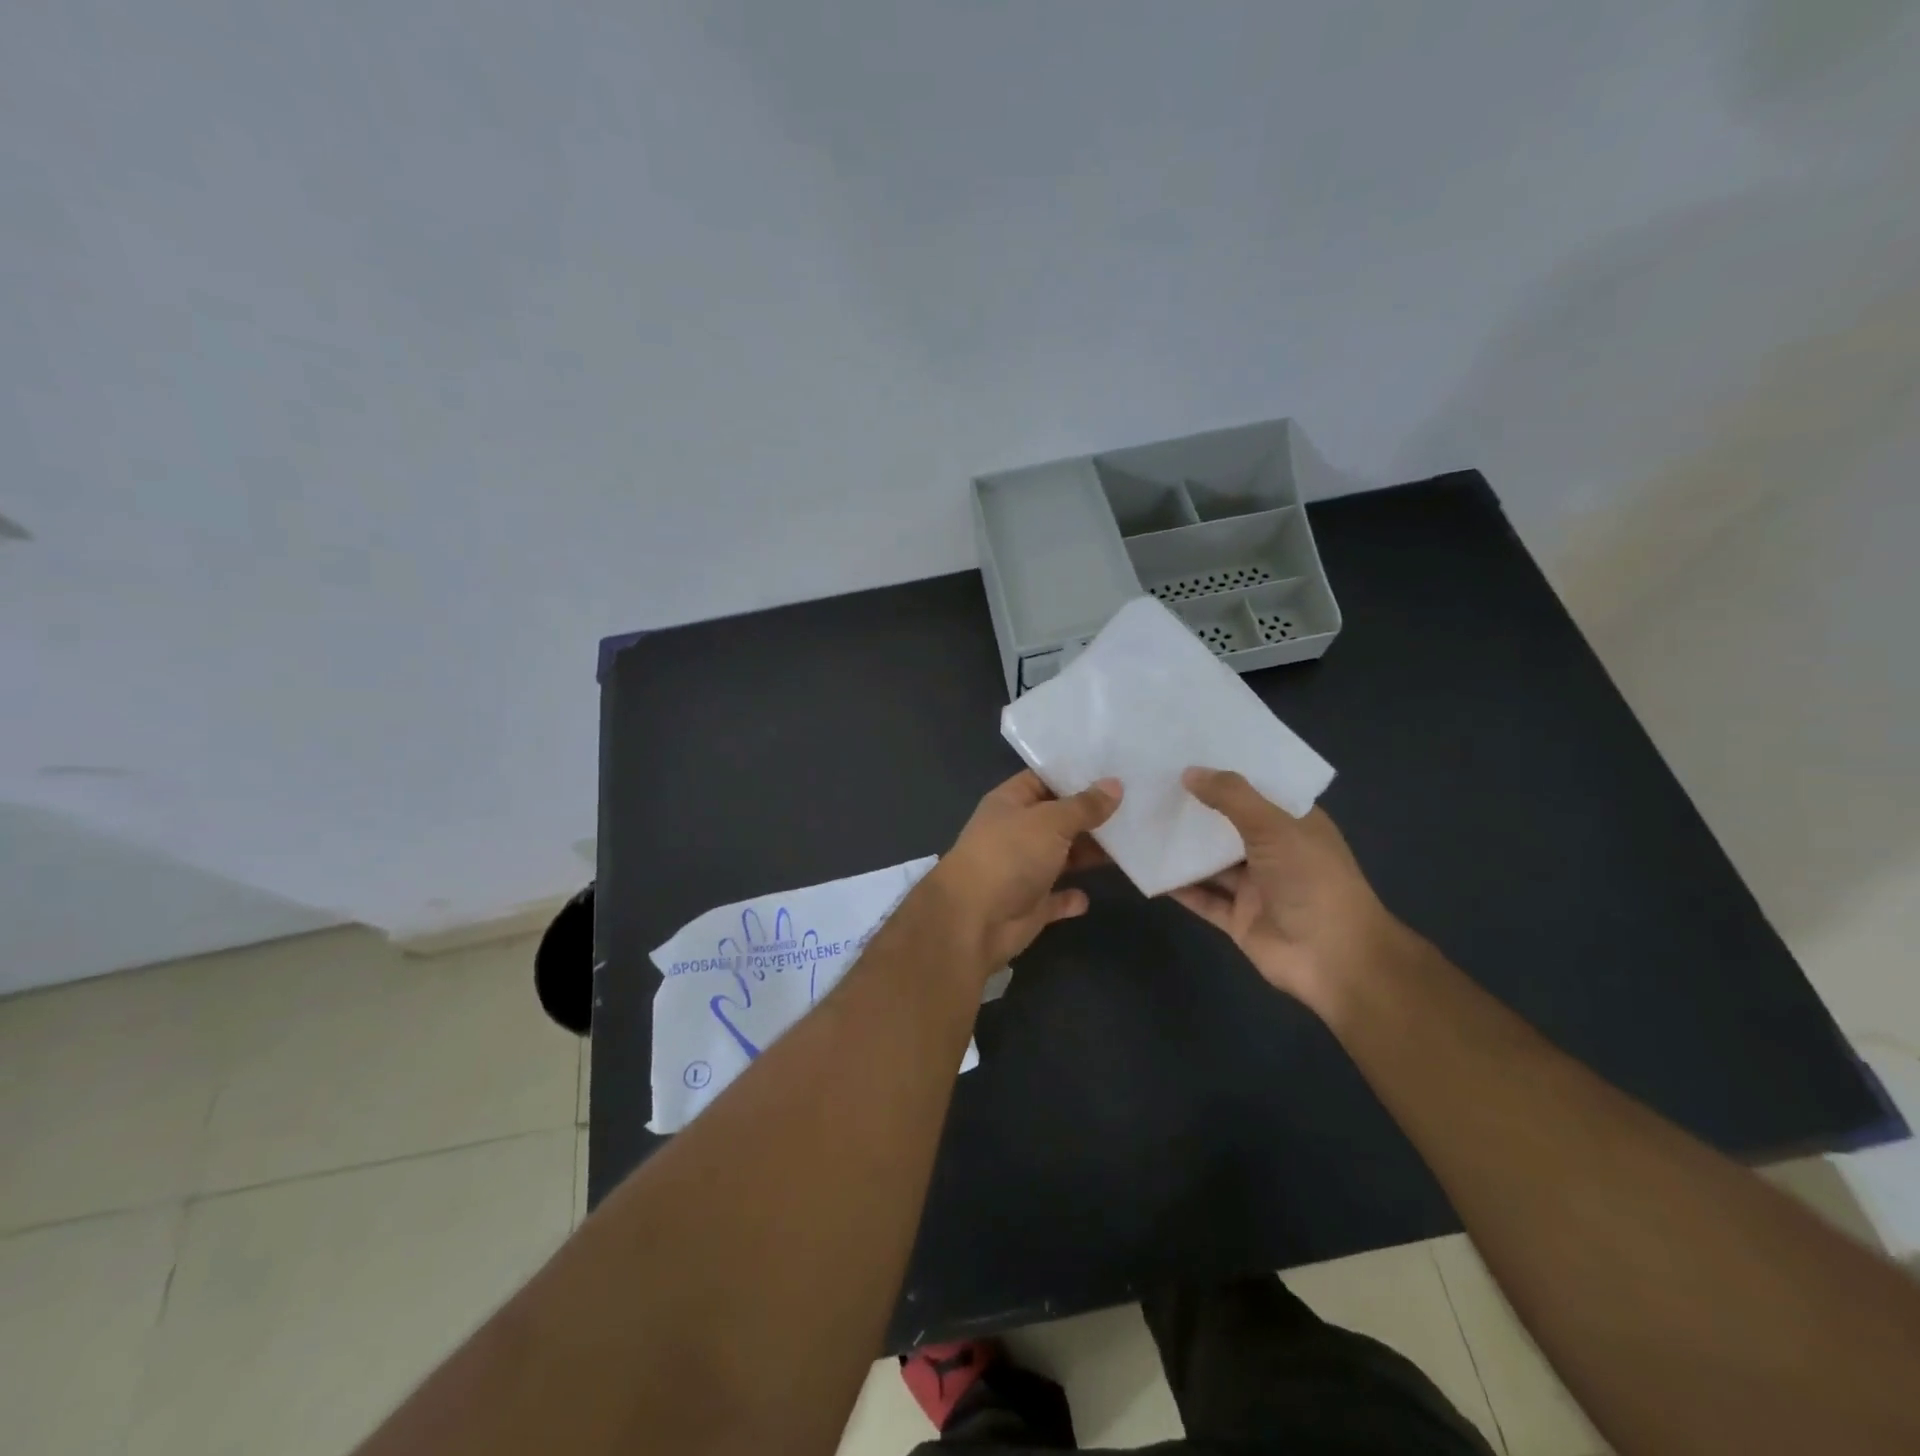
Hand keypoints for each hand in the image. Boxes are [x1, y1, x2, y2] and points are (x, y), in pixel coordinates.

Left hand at [930, 770, 1120, 975]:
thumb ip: (1084, 805)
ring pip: (1061, 857)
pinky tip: (1090, 896)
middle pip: (1057, 819)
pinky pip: (1056, 898)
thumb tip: (1115, 784)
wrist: (974, 920)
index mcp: (1010, 803)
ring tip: (1131, 844)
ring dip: (1088, 854)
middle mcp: (1015, 833)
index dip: (1074, 774)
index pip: (1043, 779)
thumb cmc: (1010, 856)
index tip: (1114, 770)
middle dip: (1090, 816)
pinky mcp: (1029, 906)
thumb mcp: (1051, 821)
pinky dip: (1071, 898)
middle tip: (1136, 806)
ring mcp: (1021, 870)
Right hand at [1170, 768, 1419, 1018]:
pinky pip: (1202, 898)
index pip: (1257, 789)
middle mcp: (1274, 852)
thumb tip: (1189, 772)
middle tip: (1152, 782)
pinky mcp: (1238, 919)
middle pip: (1228, 824)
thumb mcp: (1274, 827)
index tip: (1188, 752)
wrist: (1334, 959)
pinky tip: (1146, 867)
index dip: (1226, 772)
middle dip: (1197, 806)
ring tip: (1141, 819)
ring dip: (1182, 845)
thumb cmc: (1312, 881)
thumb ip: (1232, 797)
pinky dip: (1177, 886)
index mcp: (1294, 824)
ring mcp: (1255, 888)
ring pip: (1211, 862)